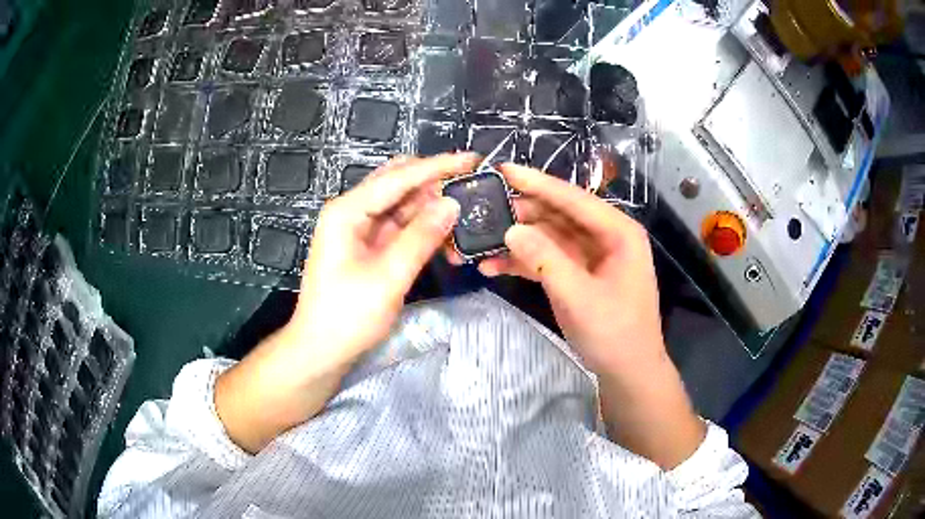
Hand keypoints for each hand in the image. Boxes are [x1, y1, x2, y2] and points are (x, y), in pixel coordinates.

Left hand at [216, 153, 478, 452]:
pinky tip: (447, 240)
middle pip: (398, 183)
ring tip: (467, 219)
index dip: (437, 166)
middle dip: (435, 184)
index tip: (473, 159)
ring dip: (432, 211)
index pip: (399, 176)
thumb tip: (452, 203)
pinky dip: (423, 231)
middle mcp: (352, 212)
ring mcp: (360, 230)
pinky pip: (400, 228)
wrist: (321, 350)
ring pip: (403, 206)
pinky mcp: (368, 247)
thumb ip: (421, 237)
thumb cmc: (347, 316)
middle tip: (472, 189)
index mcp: (348, 210)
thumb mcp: (388, 277)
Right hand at [448, 163, 704, 468]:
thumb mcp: (579, 296)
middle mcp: (605, 237)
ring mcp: (590, 256)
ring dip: (516, 241)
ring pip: (548, 237)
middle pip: (558, 215)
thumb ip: (544, 258)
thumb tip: (510, 228)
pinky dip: (523, 262)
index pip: (573, 199)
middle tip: (483, 210)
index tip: (503, 169)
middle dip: (521, 214)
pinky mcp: (578, 275)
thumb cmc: (614, 333)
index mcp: (618, 232)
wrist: (627, 372)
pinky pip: (547, 259)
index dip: (537, 183)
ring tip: (478, 242)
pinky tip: (492, 267)